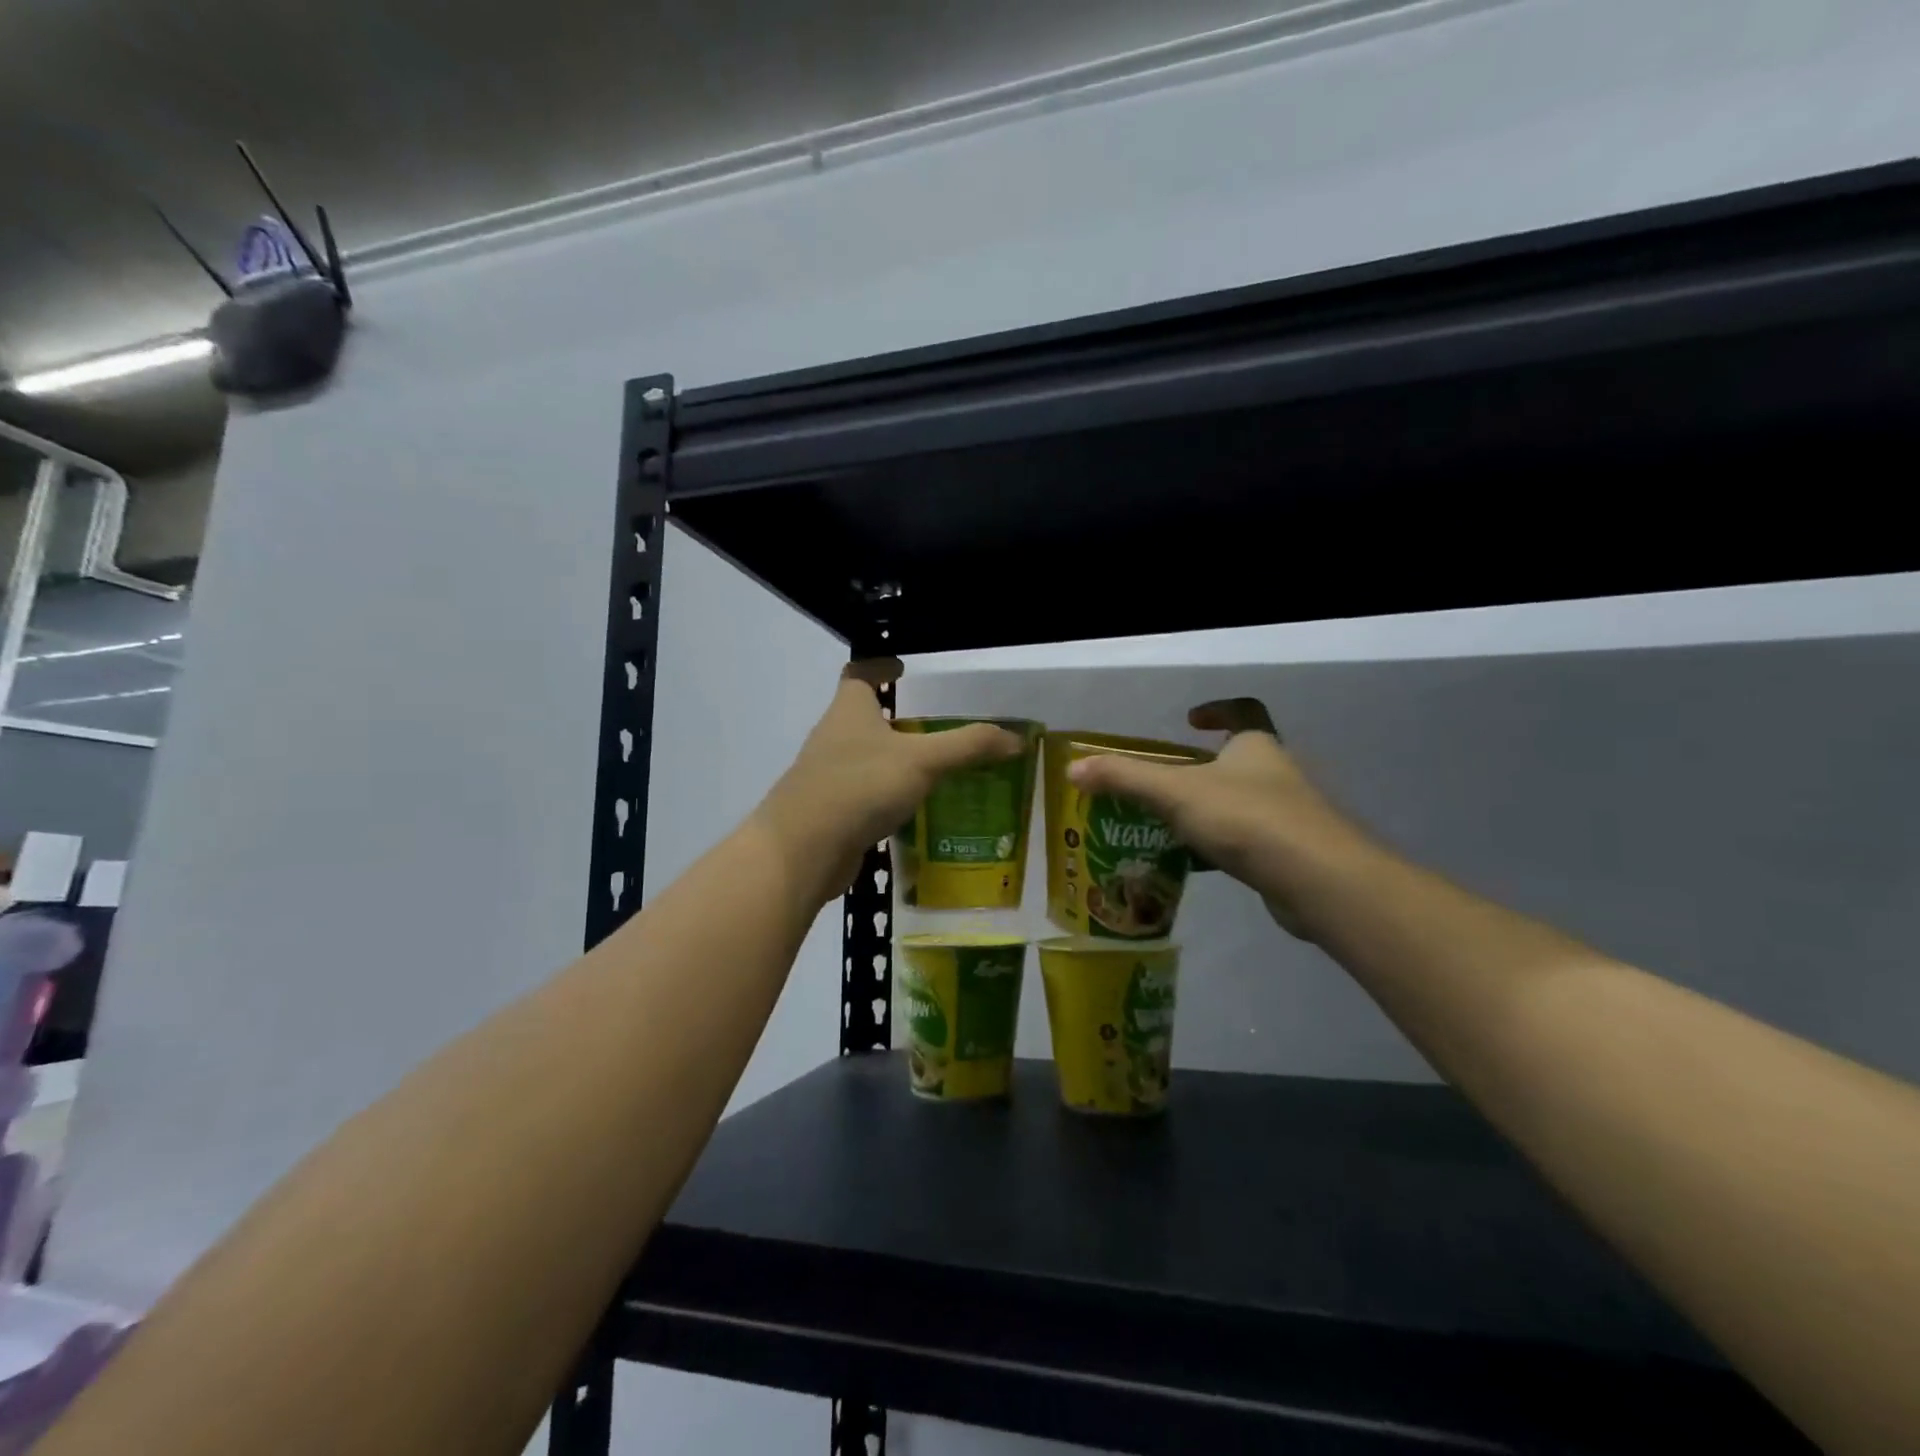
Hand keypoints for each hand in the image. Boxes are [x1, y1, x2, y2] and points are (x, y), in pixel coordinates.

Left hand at [754, 660, 1023, 907]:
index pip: (859, 674)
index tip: (901, 668)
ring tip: (934, 771)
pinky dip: (886, 798)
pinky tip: (914, 813)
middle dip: (895, 719)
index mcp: (849, 710)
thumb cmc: (860, 786)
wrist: (803, 850)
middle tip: (934, 728)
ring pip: (865, 760)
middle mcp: (833, 737)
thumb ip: (969, 747)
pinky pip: (863, 796)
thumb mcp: (923, 760)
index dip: (879, 666)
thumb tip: (1016, 739)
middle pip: (863, 717)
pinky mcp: (829, 812)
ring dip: (893, 762)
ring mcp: (827, 776)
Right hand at [1066, 699, 1379, 939]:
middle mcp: (1277, 774)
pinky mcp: (1290, 855)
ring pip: (1240, 805)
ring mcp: (1288, 815)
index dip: (1217, 710)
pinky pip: (1247, 843)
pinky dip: (1220, 849)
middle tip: (1159, 786)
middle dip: (1199, 772)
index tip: (1189, 720)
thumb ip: (1124, 778)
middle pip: (1237, 762)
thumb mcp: (1175, 792)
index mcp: (1256, 746)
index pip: (1243, 711)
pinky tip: (1193, 866)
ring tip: (1166, 828)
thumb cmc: (1245, 818)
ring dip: (1206, 813)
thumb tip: (1074, 769)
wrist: (1317, 880)